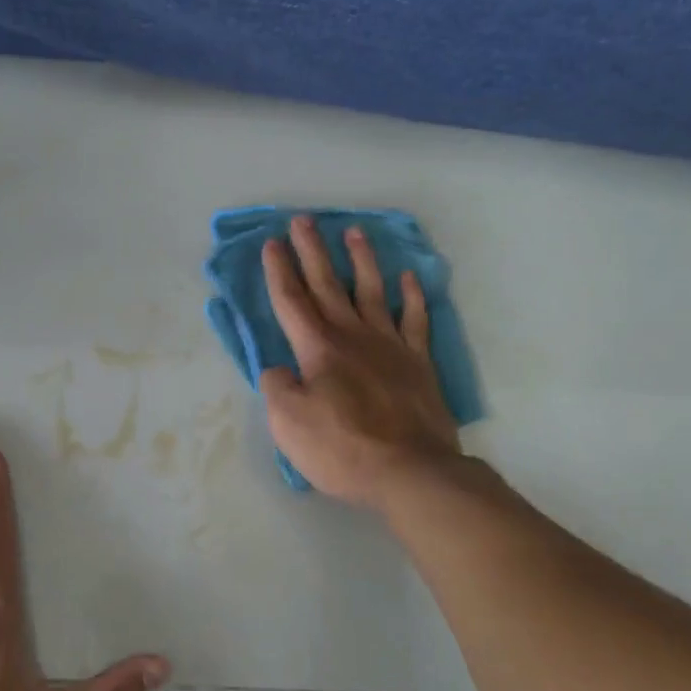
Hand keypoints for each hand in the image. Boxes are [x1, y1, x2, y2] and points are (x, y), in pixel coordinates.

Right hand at [260, 215, 462, 511]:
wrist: (410, 471)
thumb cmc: (342, 449)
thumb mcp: (288, 423)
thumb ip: (277, 388)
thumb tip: (280, 369)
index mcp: (318, 348)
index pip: (292, 300)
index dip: (279, 271)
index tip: (272, 242)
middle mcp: (353, 335)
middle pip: (328, 284)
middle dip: (312, 251)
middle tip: (303, 219)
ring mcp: (390, 345)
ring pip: (373, 291)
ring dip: (361, 260)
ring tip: (354, 231)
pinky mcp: (418, 362)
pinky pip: (415, 320)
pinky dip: (412, 297)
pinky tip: (409, 278)